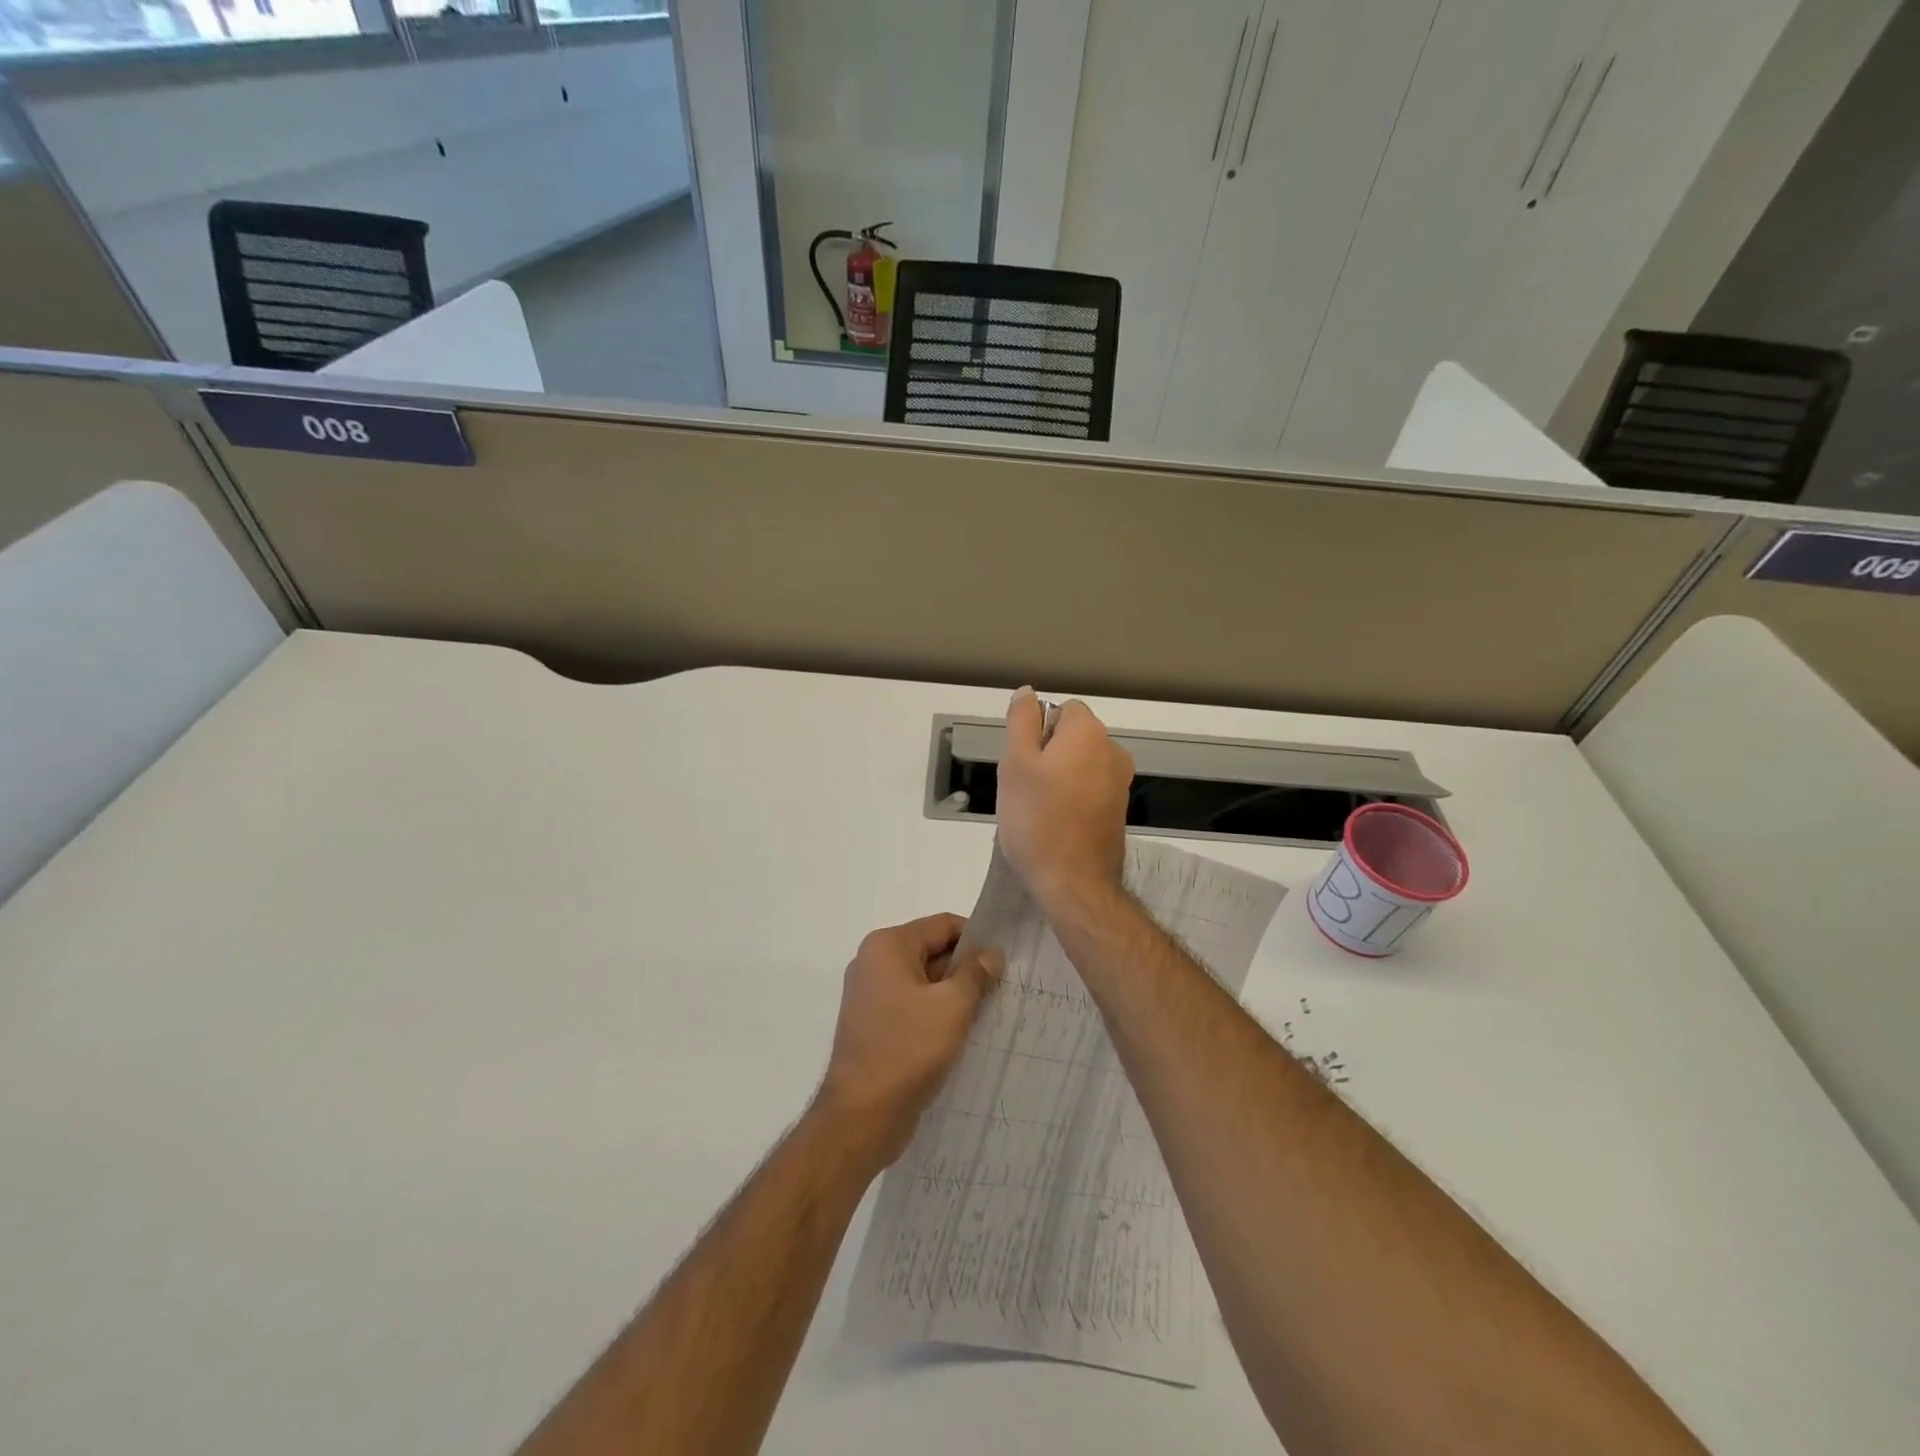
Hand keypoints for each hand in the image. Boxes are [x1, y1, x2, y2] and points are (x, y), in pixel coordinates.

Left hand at [817, 913, 1003, 1166]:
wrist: (862, 1115)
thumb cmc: (908, 1049)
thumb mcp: (953, 1005)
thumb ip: (975, 973)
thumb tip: (992, 953)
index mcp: (887, 945)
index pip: (942, 925)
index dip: (976, 938)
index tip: (1005, 961)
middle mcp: (873, 962)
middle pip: (932, 950)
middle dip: (966, 968)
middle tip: (1002, 988)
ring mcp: (870, 994)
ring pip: (924, 980)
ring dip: (954, 993)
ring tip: (987, 1011)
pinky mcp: (873, 1023)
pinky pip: (912, 1004)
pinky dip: (936, 1012)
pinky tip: (962, 1032)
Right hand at [996, 687, 1133, 913]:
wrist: (1073, 882)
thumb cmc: (1037, 818)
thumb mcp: (1015, 763)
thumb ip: (1021, 721)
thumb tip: (1028, 692)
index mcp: (1089, 733)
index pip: (1063, 709)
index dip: (1038, 730)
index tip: (1023, 760)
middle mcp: (1113, 751)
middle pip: (1073, 736)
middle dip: (1047, 753)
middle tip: (1025, 786)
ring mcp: (1121, 783)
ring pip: (1080, 764)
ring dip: (1059, 776)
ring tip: (1038, 808)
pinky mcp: (1120, 810)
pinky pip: (1090, 788)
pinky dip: (1073, 797)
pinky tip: (1055, 823)